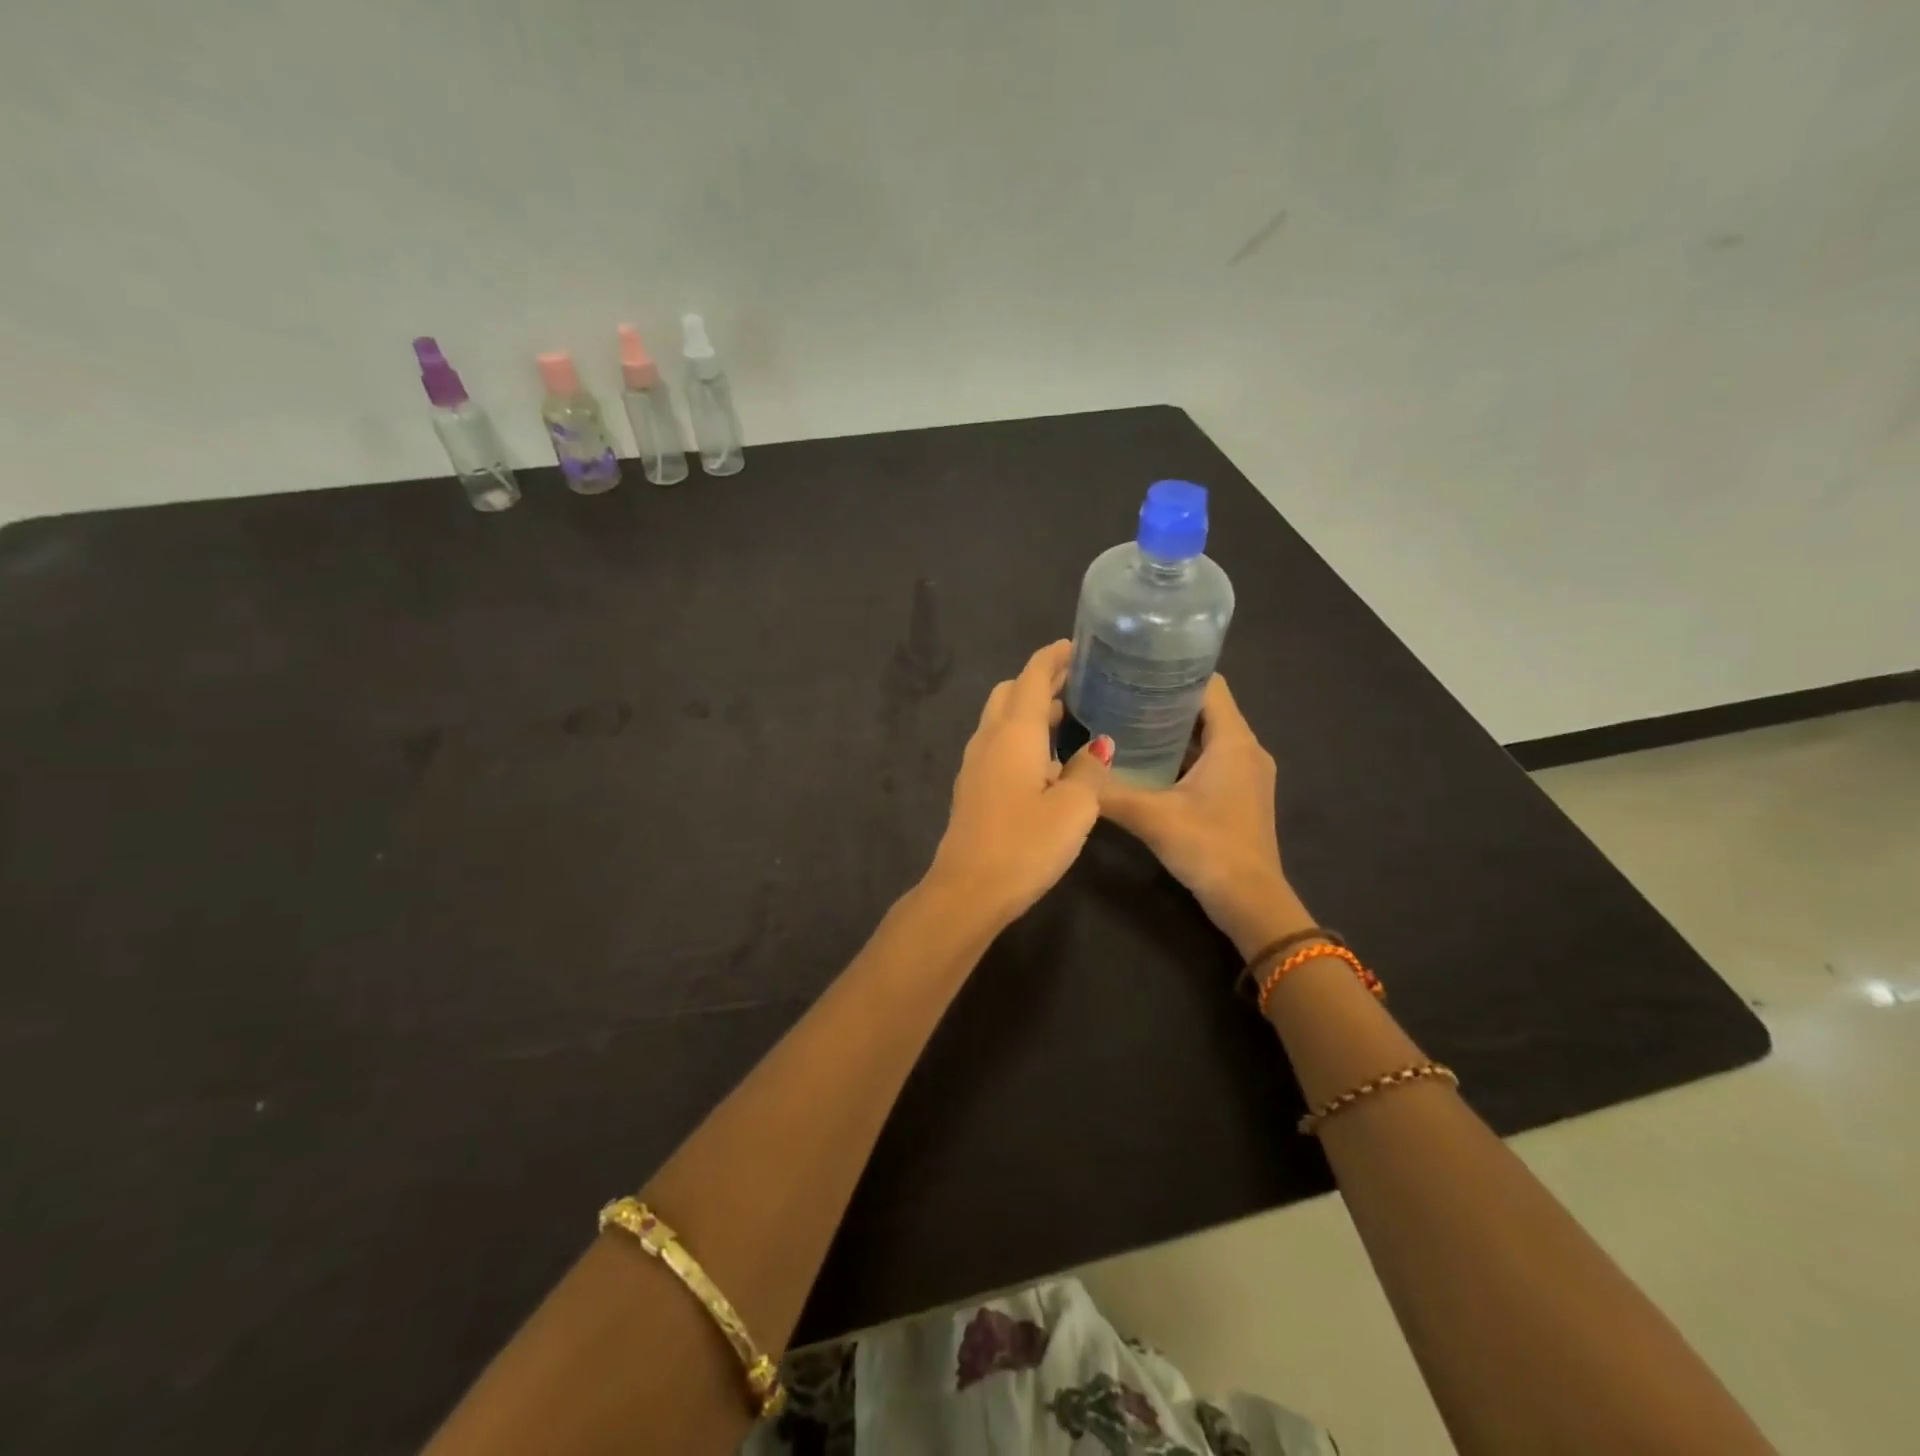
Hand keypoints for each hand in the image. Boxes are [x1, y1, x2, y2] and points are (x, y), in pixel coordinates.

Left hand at [925, 641, 1113, 927]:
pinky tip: (1046, 761)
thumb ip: (1089, 771)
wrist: (968, 889)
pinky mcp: (972, 788)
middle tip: (1076, 683)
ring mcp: (975, 764)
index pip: (1032, 677)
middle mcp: (989, 739)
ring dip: (1030, 710)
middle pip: (1010, 692)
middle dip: (1040, 681)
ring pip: (1001, 720)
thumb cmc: (1025, 845)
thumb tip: (1100, 748)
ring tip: (1068, 717)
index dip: (1053, 657)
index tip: (1076, 647)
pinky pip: (997, 745)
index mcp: (1014, 733)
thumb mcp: (1073, 808)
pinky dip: (1021, 737)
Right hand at [1099, 674, 1312, 957]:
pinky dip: (1181, 754)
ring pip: (1207, 736)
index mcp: (1234, 741)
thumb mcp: (1153, 817)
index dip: (1175, 671)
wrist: (1251, 904)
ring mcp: (1245, 774)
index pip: (1210, 685)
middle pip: (1206, 708)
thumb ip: (1110, 792)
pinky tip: (1145, 762)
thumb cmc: (1209, 849)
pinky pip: (1209, 759)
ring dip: (1172, 728)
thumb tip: (1069, 772)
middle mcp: (1246, 749)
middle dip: (1166, 699)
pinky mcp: (1239, 795)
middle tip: (1120, 694)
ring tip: (1126, 721)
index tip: (1136, 667)